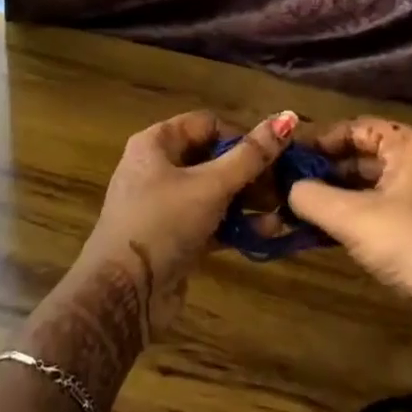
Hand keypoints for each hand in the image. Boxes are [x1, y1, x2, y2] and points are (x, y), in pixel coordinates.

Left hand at [77, 108, 297, 338]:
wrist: (124, 294)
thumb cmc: (163, 223)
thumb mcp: (211, 185)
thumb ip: (251, 155)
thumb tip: (288, 116)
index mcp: (156, 143)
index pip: (207, 124)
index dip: (240, 136)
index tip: (272, 156)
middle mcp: (158, 168)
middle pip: (213, 158)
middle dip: (251, 172)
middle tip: (286, 184)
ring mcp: (166, 205)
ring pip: (215, 192)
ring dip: (249, 200)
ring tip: (285, 209)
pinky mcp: (176, 237)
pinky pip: (212, 222)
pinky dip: (237, 225)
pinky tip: (269, 232)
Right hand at [288, 117, 411, 372]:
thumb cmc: (411, 243)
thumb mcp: (352, 217)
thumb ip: (311, 197)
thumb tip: (287, 189)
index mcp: (410, 147)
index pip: (358, 127)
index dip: (322, 138)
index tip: (290, 156)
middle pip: (363, 156)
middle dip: (325, 169)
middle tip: (287, 184)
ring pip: (369, 187)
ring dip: (335, 196)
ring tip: (297, 209)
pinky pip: (379, 212)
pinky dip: (352, 217)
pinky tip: (323, 233)